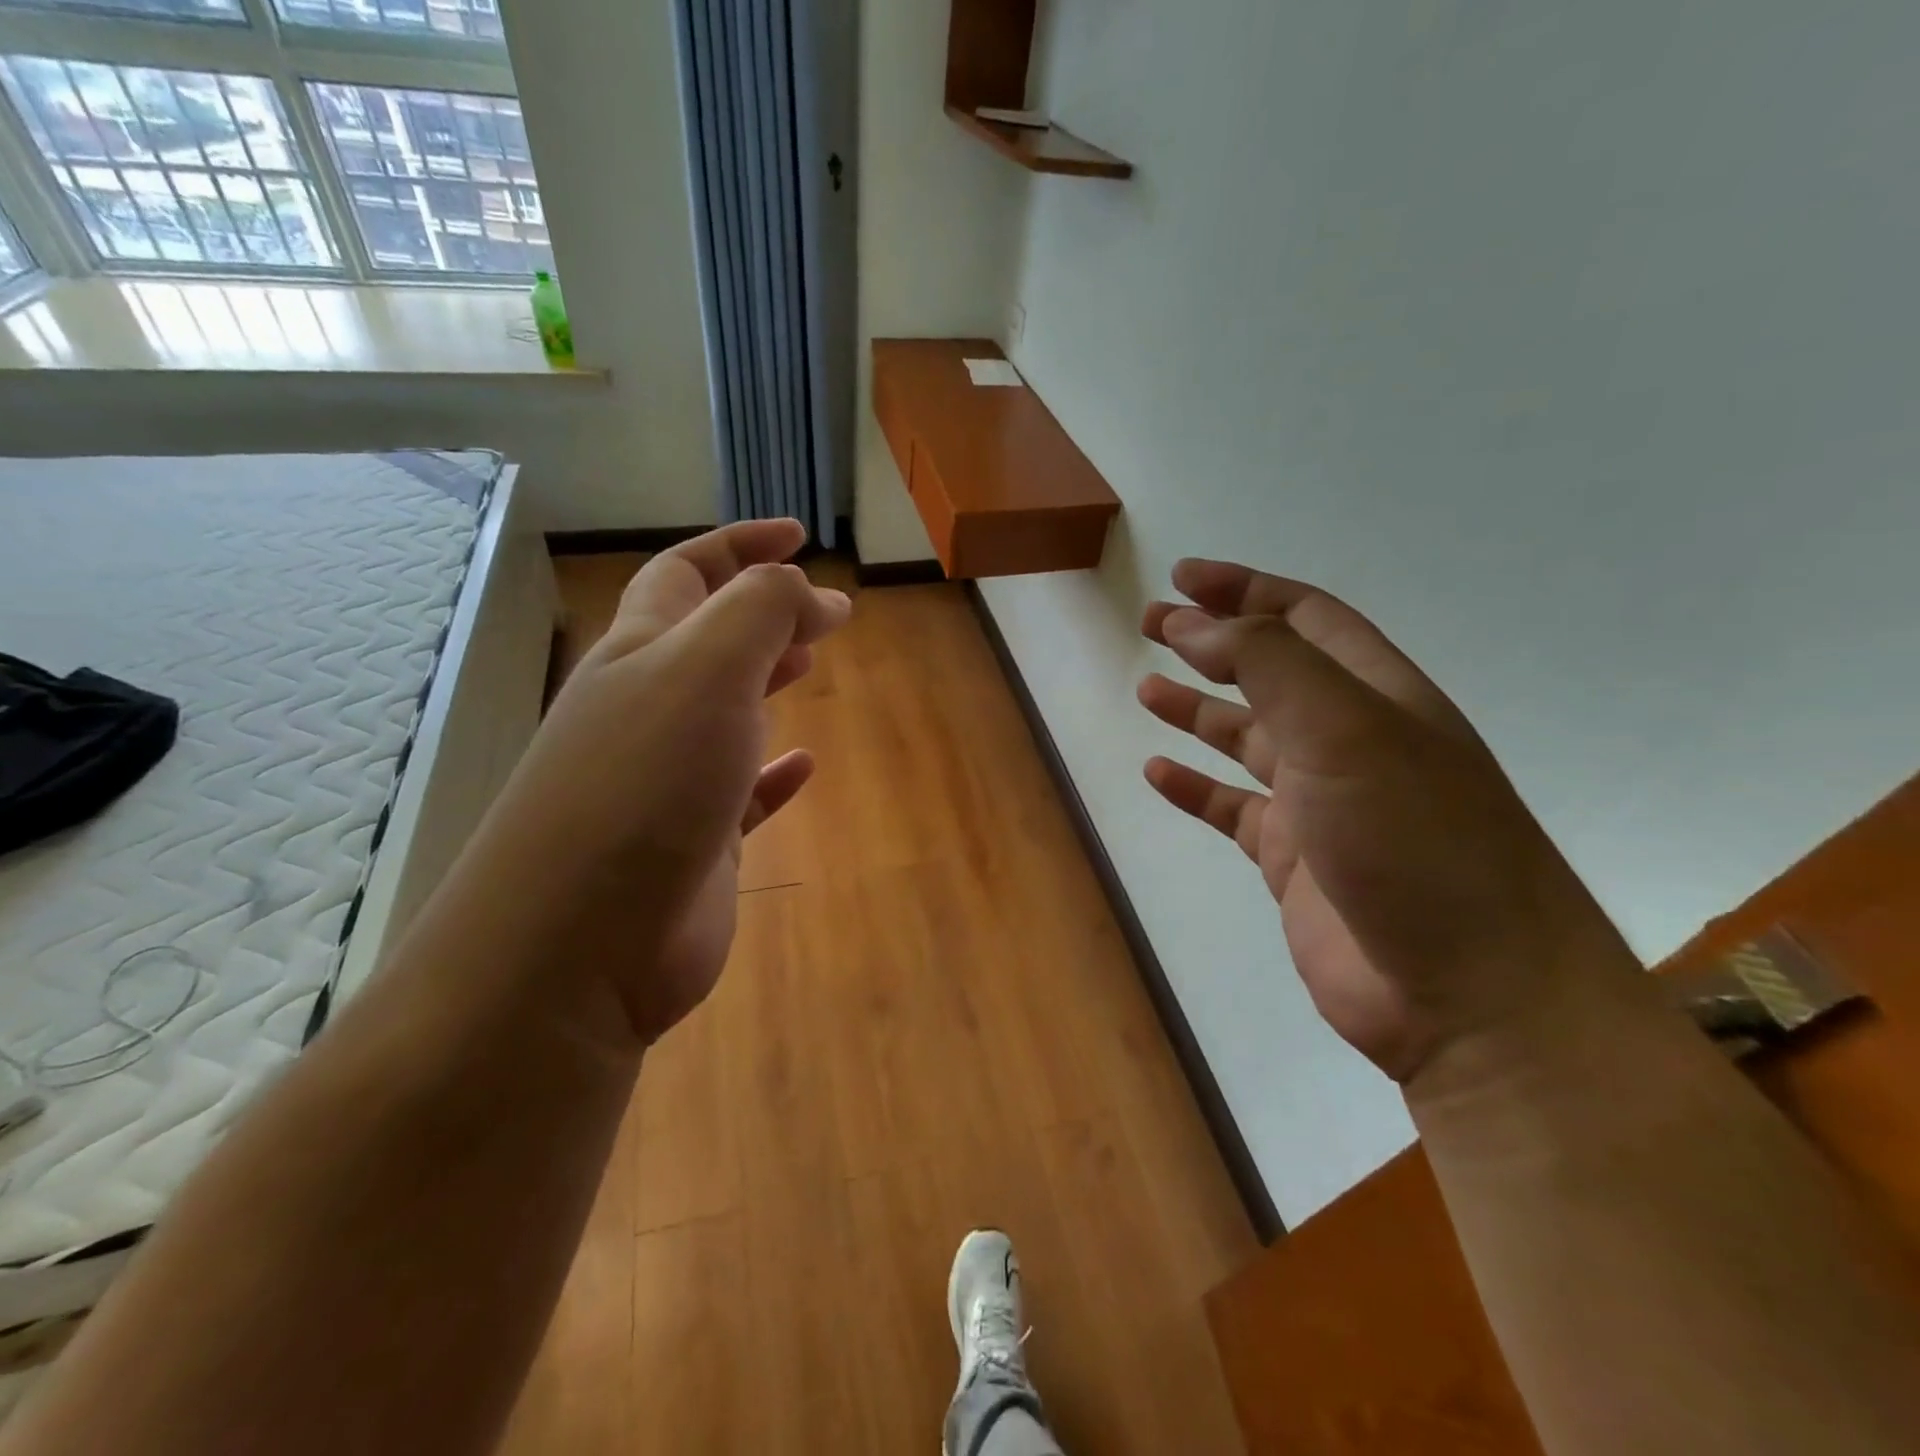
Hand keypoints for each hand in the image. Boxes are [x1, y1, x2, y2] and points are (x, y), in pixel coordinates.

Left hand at [477, 520, 849, 1044]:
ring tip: (811, 664)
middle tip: (821, 609)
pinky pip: (742, 793)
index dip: (741, 545)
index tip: (799, 535)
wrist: (579, 946)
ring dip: (765, 680)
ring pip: (724, 711)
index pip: (687, 573)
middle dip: (761, 611)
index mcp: (640, 655)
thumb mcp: (706, 672)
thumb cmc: (644, 787)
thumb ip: (759, 612)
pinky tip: (804, 765)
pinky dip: (773, 773)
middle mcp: (646, 710)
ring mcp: (668, 780)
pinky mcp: (694, 843)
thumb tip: (807, 590)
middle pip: (705, 639)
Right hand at [1138, 558, 1635, 1084]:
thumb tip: (1197, 625)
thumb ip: (1268, 665)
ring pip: (1247, 740)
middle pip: (1271, 672)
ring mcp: (1322, 805)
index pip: (1306, 618)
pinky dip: (1194, 787)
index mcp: (1378, 697)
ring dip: (1198, 709)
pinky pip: (1232, 809)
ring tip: (1145, 689)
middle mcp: (1350, 743)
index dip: (1245, 589)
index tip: (1183, 577)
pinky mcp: (1295, 862)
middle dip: (1212, 642)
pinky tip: (1156, 773)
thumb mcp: (1345, 730)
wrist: (1470, 996)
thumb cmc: (1415, 843)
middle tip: (1151, 623)